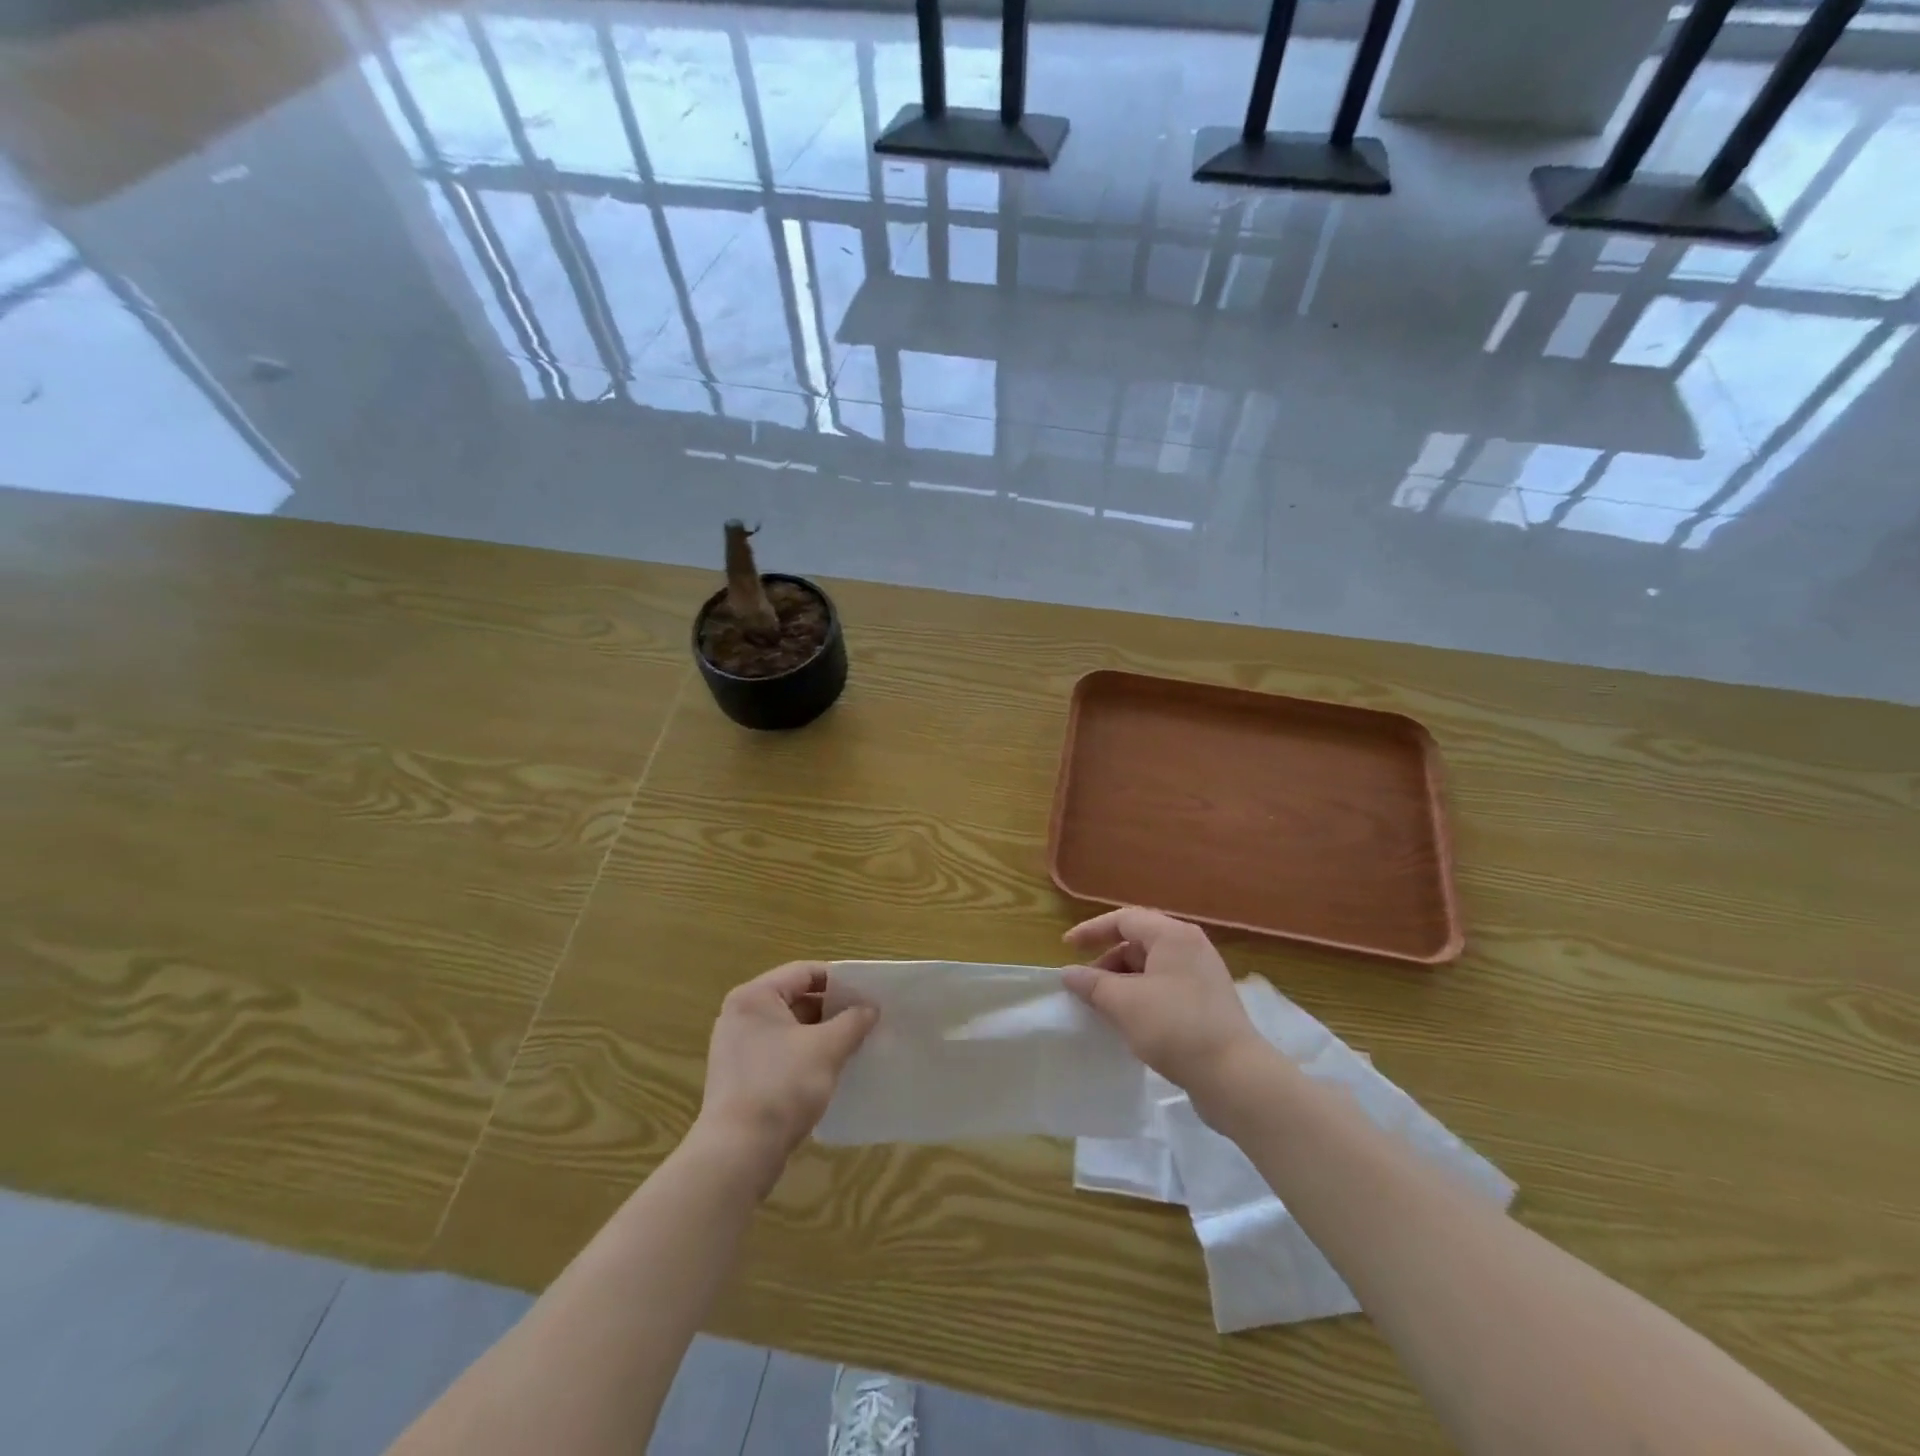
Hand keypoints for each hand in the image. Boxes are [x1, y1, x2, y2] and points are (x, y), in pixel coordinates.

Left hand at [694, 962, 876, 1189]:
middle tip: (866, 1019)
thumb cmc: (782, 1086)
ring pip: (790, 1029)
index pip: (804, 972)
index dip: (840, 980)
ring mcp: (738, 1048)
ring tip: (855, 1044)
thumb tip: (870, 1008)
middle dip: (833, 1010)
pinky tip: (831, 1070)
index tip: (868, 993)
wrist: (738, 1153)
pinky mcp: (741, 1078)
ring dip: (822, 1034)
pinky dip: (806, 1056)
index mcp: (755, 997)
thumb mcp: (826, 1048)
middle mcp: (741, 1015)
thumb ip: (852, 1021)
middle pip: (796, 999)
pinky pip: (781, 1053)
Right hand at [1062, 908, 1265, 1104]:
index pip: (1124, 919)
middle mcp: (1191, 947)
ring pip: (1152, 967)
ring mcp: (1203, 975)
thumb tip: (1069, 973)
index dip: (1092, 930)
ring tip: (1105, 1008)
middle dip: (1107, 961)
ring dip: (1123, 982)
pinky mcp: (1208, 1002)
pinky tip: (1131, 1022)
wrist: (1236, 1076)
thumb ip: (1092, 984)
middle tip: (1086, 987)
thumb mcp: (1124, 1003)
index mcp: (1173, 935)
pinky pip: (1166, 987)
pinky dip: (1142, 996)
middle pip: (1139, 942)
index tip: (1067, 947)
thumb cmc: (1175, 1027)